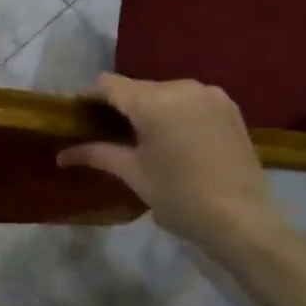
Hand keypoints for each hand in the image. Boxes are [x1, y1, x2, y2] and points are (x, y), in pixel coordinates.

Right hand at [58, 74, 286, 251]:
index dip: (89, 96)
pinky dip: (174, 112)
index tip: (77, 115)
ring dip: (148, 108)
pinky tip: (172, 137)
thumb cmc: (180, 197)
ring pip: (164, 92)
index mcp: (154, 101)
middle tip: (106, 132)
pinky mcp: (229, 107)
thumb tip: (61, 155)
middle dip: (119, 105)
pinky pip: (189, 100)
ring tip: (141, 137)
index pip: (109, 84)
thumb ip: (97, 155)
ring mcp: (210, 95)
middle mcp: (182, 87)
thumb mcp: (134, 174)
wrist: (243, 220)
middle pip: (137, 88)